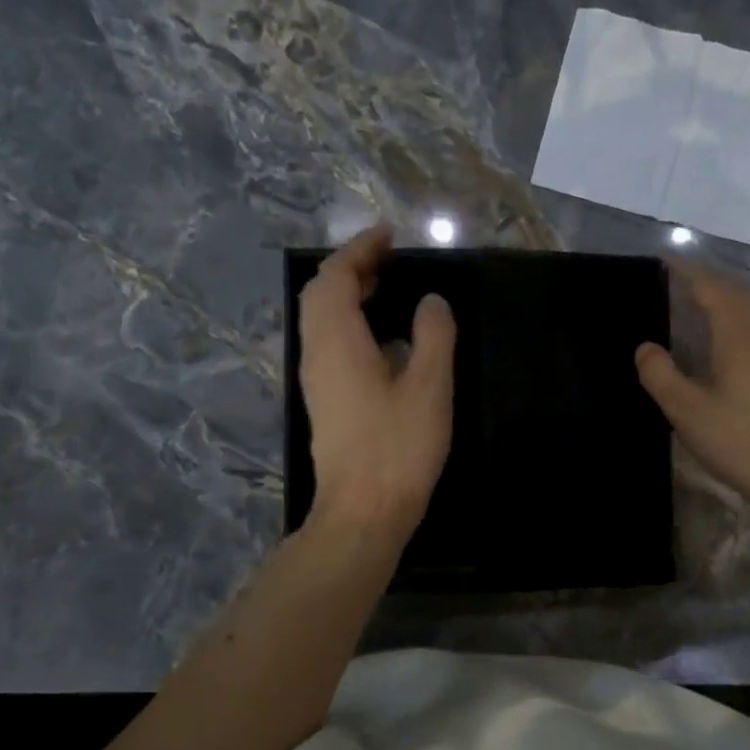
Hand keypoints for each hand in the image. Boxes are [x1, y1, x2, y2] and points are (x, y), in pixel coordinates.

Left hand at [298, 226, 455, 542]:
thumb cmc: (397, 449)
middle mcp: (316, 355)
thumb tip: (431, 303)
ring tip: (385, 289)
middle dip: (349, 269)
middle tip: (387, 260)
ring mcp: (316, 382)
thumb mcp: (429, 388)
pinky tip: (382, 341)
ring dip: (347, 297)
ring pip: (320, 322)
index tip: (389, 236)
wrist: (362, 514)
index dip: (359, 249)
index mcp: (337, 341)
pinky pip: (329, 346)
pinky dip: (349, 325)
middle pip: (319, 295)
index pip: (335, 276)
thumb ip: (433, 336)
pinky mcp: (325, 404)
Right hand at [635, 263, 749, 525]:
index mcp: (739, 333)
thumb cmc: (742, 439)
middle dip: (705, 284)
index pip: (711, 287)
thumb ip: (660, 375)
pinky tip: (718, 348)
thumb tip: (645, 347)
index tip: (663, 262)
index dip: (687, 272)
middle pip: (735, 295)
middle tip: (673, 284)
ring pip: (748, 314)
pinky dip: (732, 326)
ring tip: (691, 310)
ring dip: (721, 305)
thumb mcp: (687, 410)